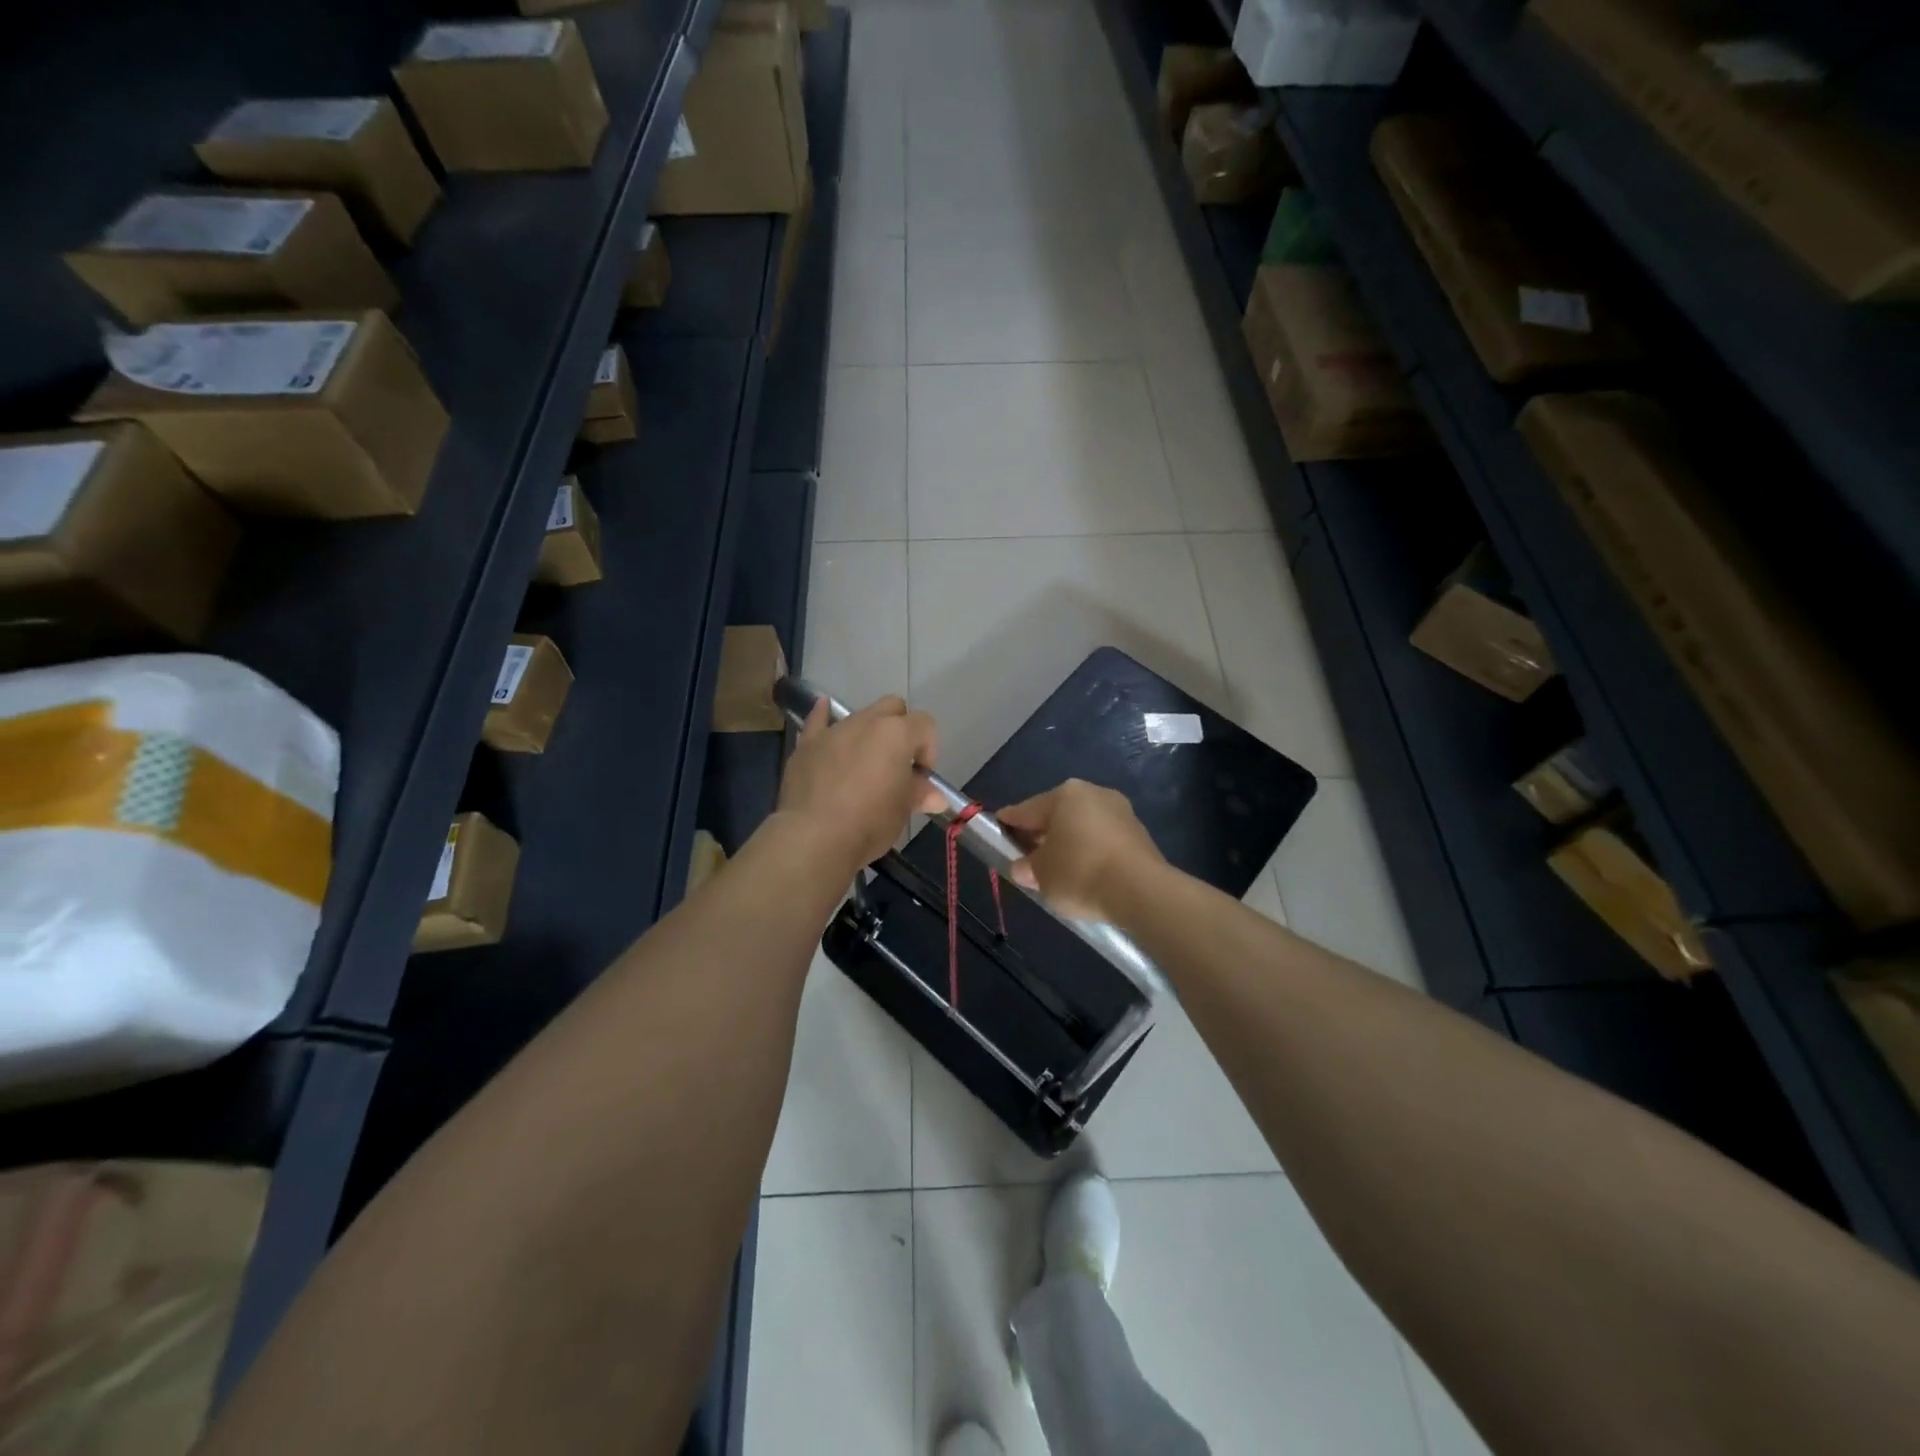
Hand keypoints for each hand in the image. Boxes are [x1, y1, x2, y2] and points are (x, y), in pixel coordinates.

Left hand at [776, 696, 945, 873]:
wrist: (814, 837)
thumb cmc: (869, 822)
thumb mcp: (902, 810)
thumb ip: (919, 794)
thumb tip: (936, 797)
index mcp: (897, 734)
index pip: (925, 725)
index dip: (928, 749)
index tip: (921, 778)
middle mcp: (866, 722)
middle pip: (892, 708)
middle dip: (901, 729)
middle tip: (897, 764)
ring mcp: (834, 730)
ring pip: (859, 716)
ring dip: (868, 733)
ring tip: (864, 765)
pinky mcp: (807, 744)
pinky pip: (818, 720)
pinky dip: (824, 716)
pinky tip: (824, 711)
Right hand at [997, 779, 1165, 921]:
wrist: (1141, 891)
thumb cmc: (1080, 873)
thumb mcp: (1041, 875)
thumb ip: (1027, 867)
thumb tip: (1023, 867)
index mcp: (1064, 794)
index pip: (1026, 809)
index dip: (1008, 822)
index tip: (996, 829)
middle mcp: (1093, 793)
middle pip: (1056, 814)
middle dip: (1041, 833)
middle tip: (1026, 856)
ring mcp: (1120, 811)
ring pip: (1082, 825)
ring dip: (1068, 842)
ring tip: (1057, 869)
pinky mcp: (1139, 833)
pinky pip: (1102, 839)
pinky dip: (1090, 851)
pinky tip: (1085, 872)